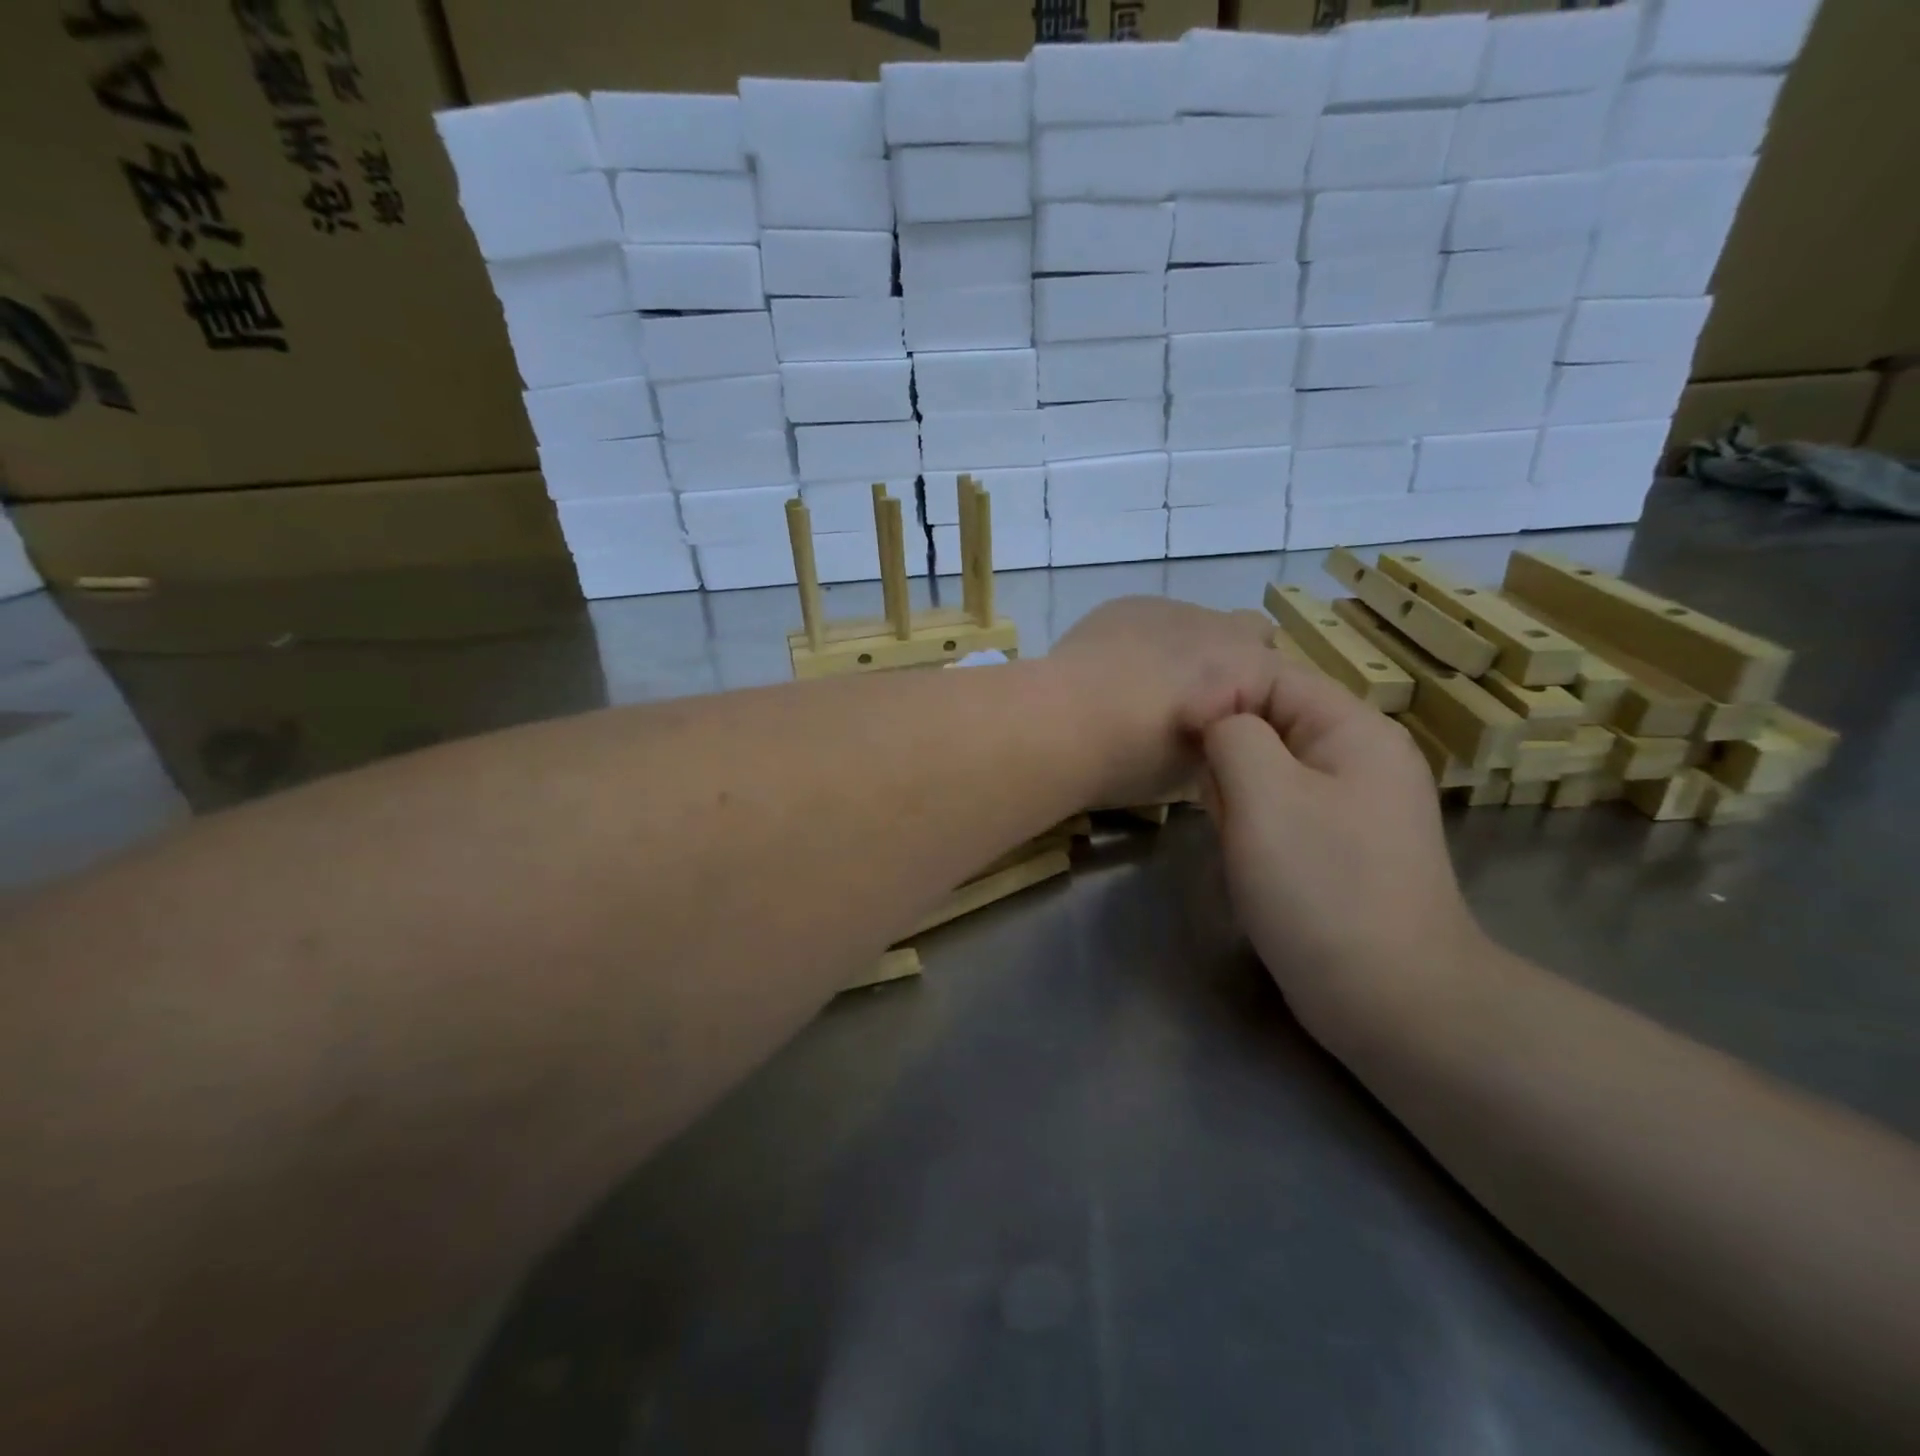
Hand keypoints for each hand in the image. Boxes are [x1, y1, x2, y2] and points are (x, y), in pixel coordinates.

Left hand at [1047, 597, 1286, 807]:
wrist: (1059, 722)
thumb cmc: (1131, 759)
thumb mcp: (1195, 772)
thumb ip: (1224, 747)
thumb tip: (1221, 741)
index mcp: (1249, 669)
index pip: (1287, 681)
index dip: (1264, 709)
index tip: (1238, 734)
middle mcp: (1221, 626)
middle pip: (1254, 634)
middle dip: (1237, 664)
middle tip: (1202, 705)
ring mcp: (1171, 608)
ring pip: (1201, 623)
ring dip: (1191, 650)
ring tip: (1149, 688)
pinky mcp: (1127, 604)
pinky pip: (1156, 618)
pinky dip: (1149, 641)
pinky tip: (1116, 671)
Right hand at [1201, 666, 1485, 1036]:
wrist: (1390, 999)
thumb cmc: (1321, 885)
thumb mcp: (1264, 793)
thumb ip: (1232, 733)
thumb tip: (1216, 721)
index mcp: (1355, 731)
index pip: (1272, 676)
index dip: (1219, 695)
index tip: (1178, 736)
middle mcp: (1360, 758)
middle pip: (1271, 722)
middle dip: (1230, 755)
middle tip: (1217, 803)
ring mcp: (1354, 806)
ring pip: (1269, 770)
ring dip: (1237, 794)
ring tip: (1232, 835)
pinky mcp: (1339, 847)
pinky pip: (1282, 811)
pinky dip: (1254, 825)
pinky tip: (1248, 858)